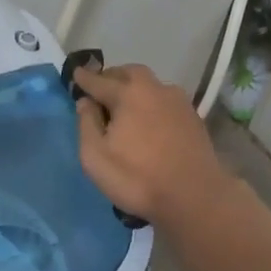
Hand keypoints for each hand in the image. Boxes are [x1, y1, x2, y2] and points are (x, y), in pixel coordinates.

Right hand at [73, 63, 235, 227]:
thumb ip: (86, 124)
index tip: (76, 73)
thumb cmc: (137, 178)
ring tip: (124, 106)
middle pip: (129, 73)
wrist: (194, 196)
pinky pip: (165, 100)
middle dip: (112, 77)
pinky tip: (148, 119)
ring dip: (134, 88)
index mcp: (128, 94)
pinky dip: (151, 102)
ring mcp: (178, 101)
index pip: (99, 80)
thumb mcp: (95, 157)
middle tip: (101, 90)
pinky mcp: (193, 117)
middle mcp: (155, 89)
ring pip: (150, 85)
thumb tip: (86, 102)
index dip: (84, 78)